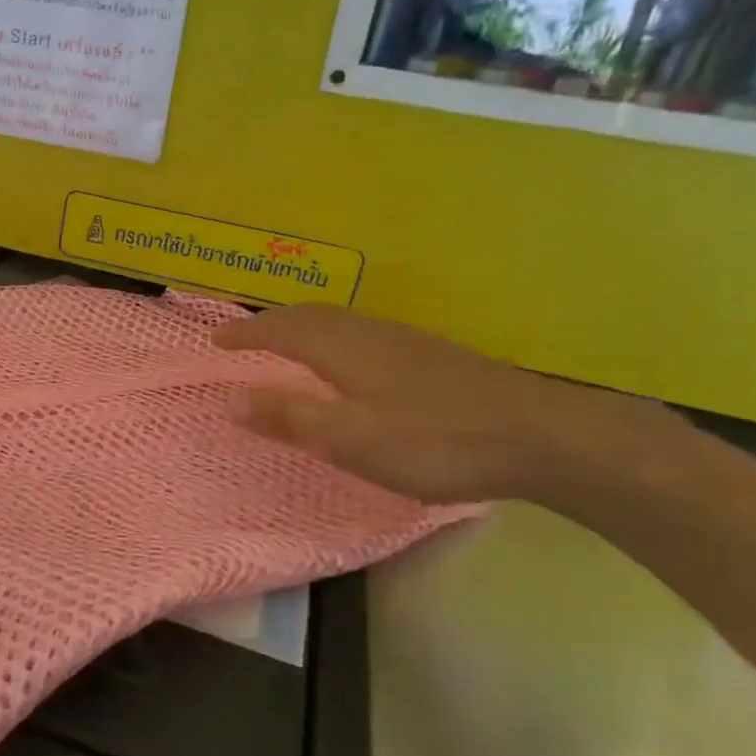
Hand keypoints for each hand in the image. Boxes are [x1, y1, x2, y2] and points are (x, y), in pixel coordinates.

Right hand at [213, 304, 667, 504]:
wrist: (539, 434)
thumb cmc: (432, 440)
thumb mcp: (350, 439)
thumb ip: (290, 417)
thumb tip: (232, 398)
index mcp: (342, 348)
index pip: (280, 330)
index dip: (246, 334)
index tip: (216, 339)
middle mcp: (369, 332)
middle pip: (310, 315)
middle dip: (272, 322)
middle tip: (246, 335)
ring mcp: (404, 340)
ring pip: (339, 320)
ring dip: (304, 324)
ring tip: (287, 341)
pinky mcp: (431, 354)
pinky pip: (362, 332)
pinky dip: (334, 336)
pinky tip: (350, 359)